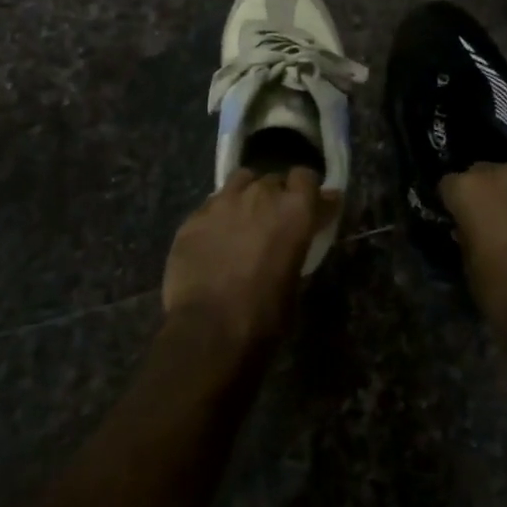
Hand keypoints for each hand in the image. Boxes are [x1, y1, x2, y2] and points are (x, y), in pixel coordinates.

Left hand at [162, 168, 336, 352]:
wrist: (208, 329)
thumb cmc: (264, 314)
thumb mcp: (296, 279)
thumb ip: (300, 242)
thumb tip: (302, 230)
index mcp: (294, 210)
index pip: (307, 177)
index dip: (309, 191)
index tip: (312, 207)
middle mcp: (260, 195)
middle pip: (273, 179)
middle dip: (277, 196)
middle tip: (274, 221)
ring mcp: (223, 201)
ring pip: (241, 181)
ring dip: (247, 195)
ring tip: (244, 218)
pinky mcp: (194, 216)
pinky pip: (212, 204)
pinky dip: (219, 215)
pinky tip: (215, 237)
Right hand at [440, 162, 506, 361]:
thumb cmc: (505, 292)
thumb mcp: (470, 269)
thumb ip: (466, 239)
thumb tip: (470, 231)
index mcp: (470, 189)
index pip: (448, 185)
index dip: (450, 205)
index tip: (454, 223)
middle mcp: (503, 175)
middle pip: (483, 175)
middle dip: (482, 196)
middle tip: (484, 226)